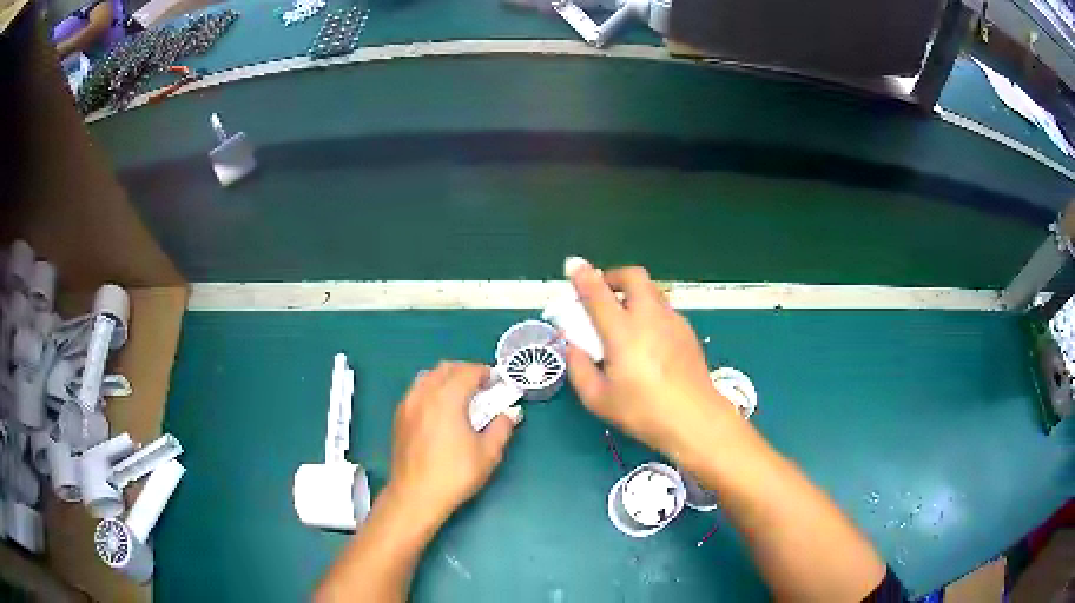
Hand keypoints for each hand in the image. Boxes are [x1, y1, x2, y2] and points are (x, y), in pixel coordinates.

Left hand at [386, 362, 517, 528]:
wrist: (415, 495)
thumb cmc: (455, 474)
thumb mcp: (488, 453)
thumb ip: (502, 428)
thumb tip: (509, 414)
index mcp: (447, 398)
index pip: (468, 372)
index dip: (485, 373)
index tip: (497, 383)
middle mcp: (424, 394)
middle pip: (445, 368)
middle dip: (466, 372)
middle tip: (482, 389)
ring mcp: (408, 404)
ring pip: (428, 376)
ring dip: (446, 379)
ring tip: (460, 398)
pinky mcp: (399, 416)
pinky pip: (416, 390)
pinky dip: (431, 390)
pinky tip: (440, 411)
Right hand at [563, 257, 740, 461]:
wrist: (695, 419)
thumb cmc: (643, 411)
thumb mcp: (598, 398)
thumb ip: (579, 367)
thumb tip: (573, 346)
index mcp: (622, 331)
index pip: (598, 292)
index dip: (582, 275)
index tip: (573, 265)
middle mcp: (649, 317)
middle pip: (633, 276)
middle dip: (614, 276)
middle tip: (602, 293)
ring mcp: (672, 321)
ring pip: (651, 291)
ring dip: (633, 294)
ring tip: (624, 318)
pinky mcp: (687, 332)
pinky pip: (664, 309)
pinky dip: (649, 311)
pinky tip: (647, 339)